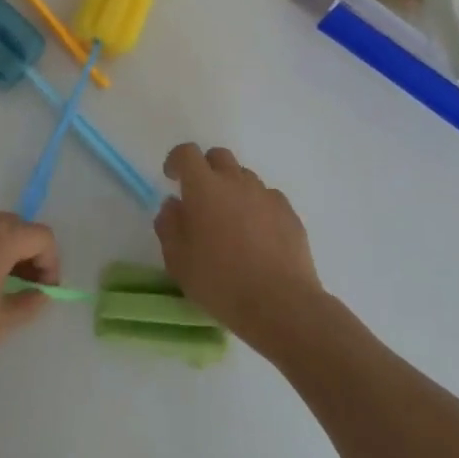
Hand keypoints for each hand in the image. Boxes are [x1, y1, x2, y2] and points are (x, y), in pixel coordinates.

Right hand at [154, 144, 323, 348]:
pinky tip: (257, 236)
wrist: (280, 304)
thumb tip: (174, 205)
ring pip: (245, 177)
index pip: (187, 153)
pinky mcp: (289, 213)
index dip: (176, 160)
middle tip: (200, 198)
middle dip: (206, 169)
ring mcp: (266, 196)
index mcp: (204, 188)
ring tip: (231, 222)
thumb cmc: (220, 282)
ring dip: (232, 189)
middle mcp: (236, 182)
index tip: (172, 178)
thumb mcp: (177, 260)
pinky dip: (257, 207)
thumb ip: (169, 225)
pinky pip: (268, 198)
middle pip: (219, 157)